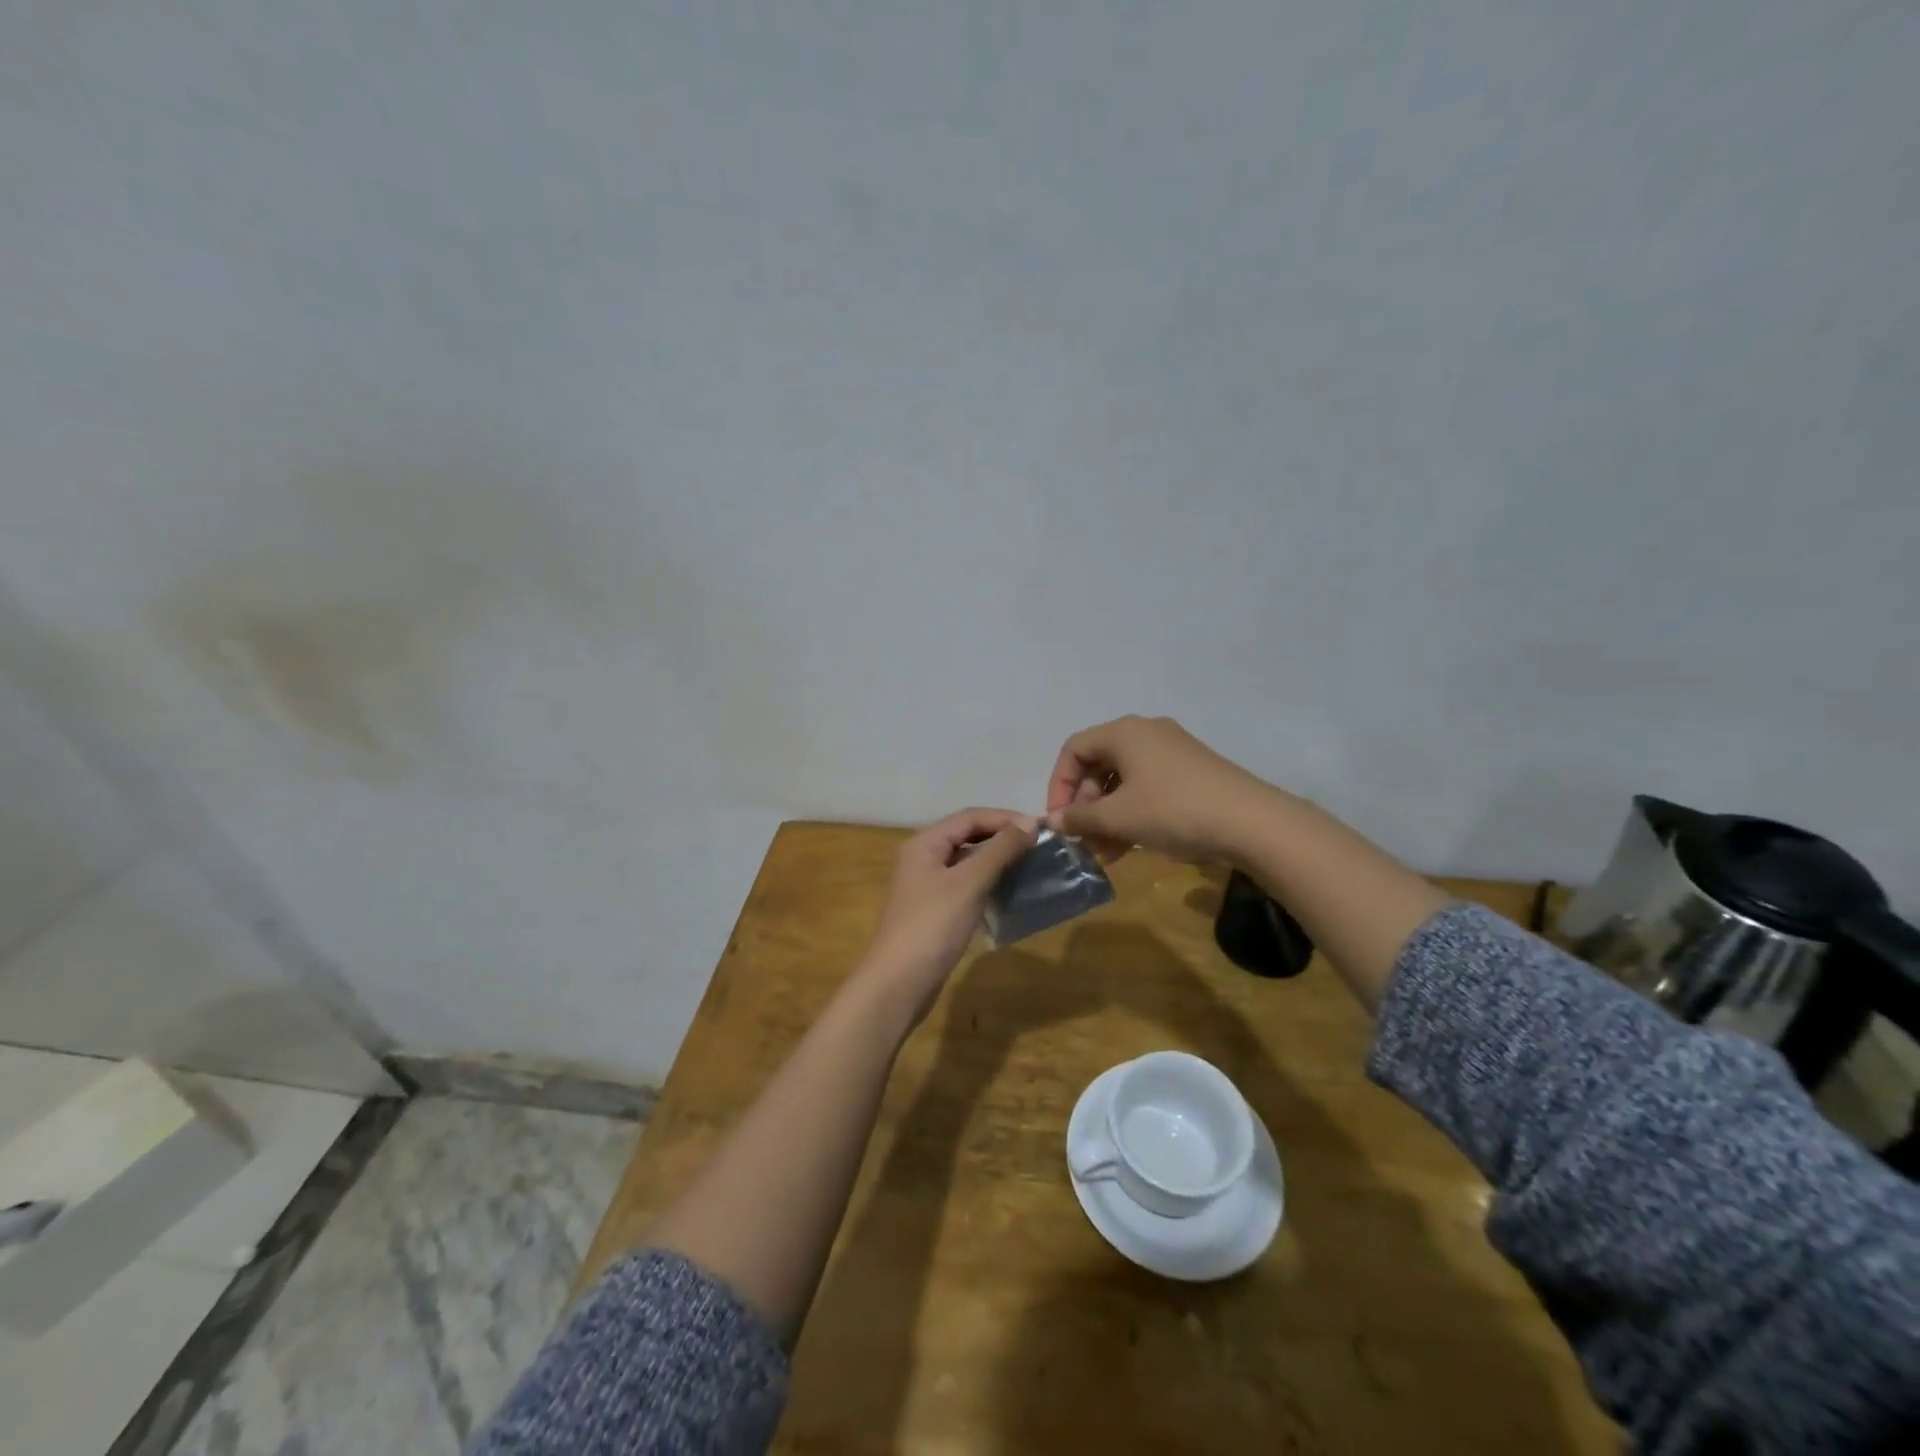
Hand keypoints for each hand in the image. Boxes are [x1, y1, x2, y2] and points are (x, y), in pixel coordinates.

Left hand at [861, 808, 1037, 1020]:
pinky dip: (988, 882)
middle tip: (1039, 846)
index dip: (1006, 818)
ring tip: (1030, 865)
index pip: (970, 817)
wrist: (899, 983)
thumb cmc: (933, 925)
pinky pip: (965, 884)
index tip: (1041, 829)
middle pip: (967, 835)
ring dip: (997, 859)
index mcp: (925, 843)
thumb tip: (1030, 824)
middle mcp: (923, 857)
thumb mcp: (969, 883)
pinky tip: (1009, 891)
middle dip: (1002, 837)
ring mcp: (927, 885)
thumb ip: (999, 850)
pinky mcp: (934, 910)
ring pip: (967, 861)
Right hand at [1044, 715, 1281, 863]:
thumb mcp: (1119, 817)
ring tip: (1103, 852)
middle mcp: (1146, 734)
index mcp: (1124, 733)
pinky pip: (1148, 788)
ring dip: (1107, 815)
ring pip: (1124, 781)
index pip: (1074, 749)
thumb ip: (1080, 818)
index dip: (1059, 784)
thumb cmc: (1173, 810)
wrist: (1252, 822)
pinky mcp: (1191, 773)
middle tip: (1083, 837)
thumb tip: (1053, 820)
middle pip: (1099, 764)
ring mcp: (1172, 752)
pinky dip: (1132, 814)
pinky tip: (1129, 848)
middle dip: (1086, 804)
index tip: (1060, 819)